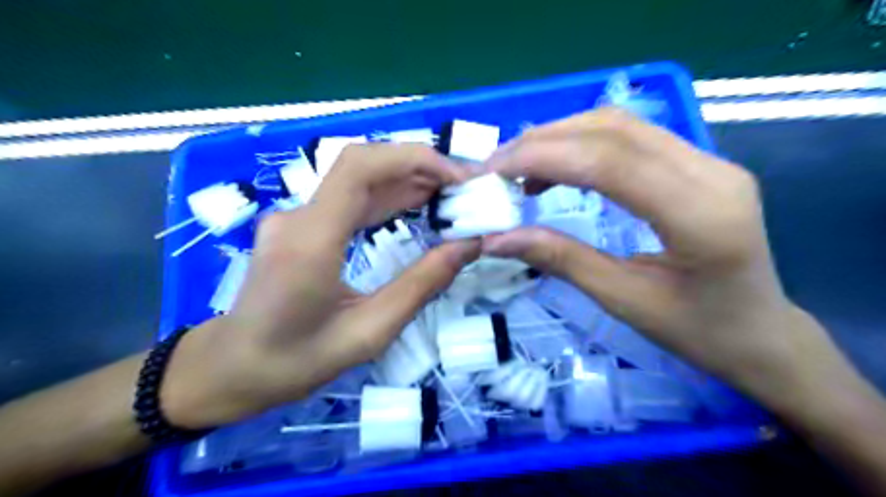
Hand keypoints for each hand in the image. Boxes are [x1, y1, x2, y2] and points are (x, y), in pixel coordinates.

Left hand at [157, 143, 477, 426]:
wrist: (232, 368)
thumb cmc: (296, 361)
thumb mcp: (370, 332)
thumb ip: (421, 285)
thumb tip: (468, 246)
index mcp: (311, 240)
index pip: (360, 168)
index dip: (414, 159)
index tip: (457, 177)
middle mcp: (299, 216)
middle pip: (363, 165)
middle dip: (419, 166)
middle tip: (464, 186)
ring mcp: (297, 217)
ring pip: (358, 180)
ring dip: (408, 179)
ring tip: (452, 193)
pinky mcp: (301, 225)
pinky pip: (350, 199)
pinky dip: (389, 196)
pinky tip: (419, 204)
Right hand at [485, 108, 843, 411]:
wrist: (761, 334)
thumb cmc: (698, 331)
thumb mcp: (623, 300)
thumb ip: (560, 260)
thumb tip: (497, 238)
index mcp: (700, 215)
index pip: (609, 161)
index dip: (542, 158)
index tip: (492, 171)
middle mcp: (711, 172)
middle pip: (612, 130)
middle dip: (543, 142)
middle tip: (496, 167)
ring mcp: (709, 161)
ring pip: (619, 125)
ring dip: (560, 137)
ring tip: (518, 168)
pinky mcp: (698, 163)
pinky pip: (630, 138)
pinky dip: (582, 145)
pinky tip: (556, 170)